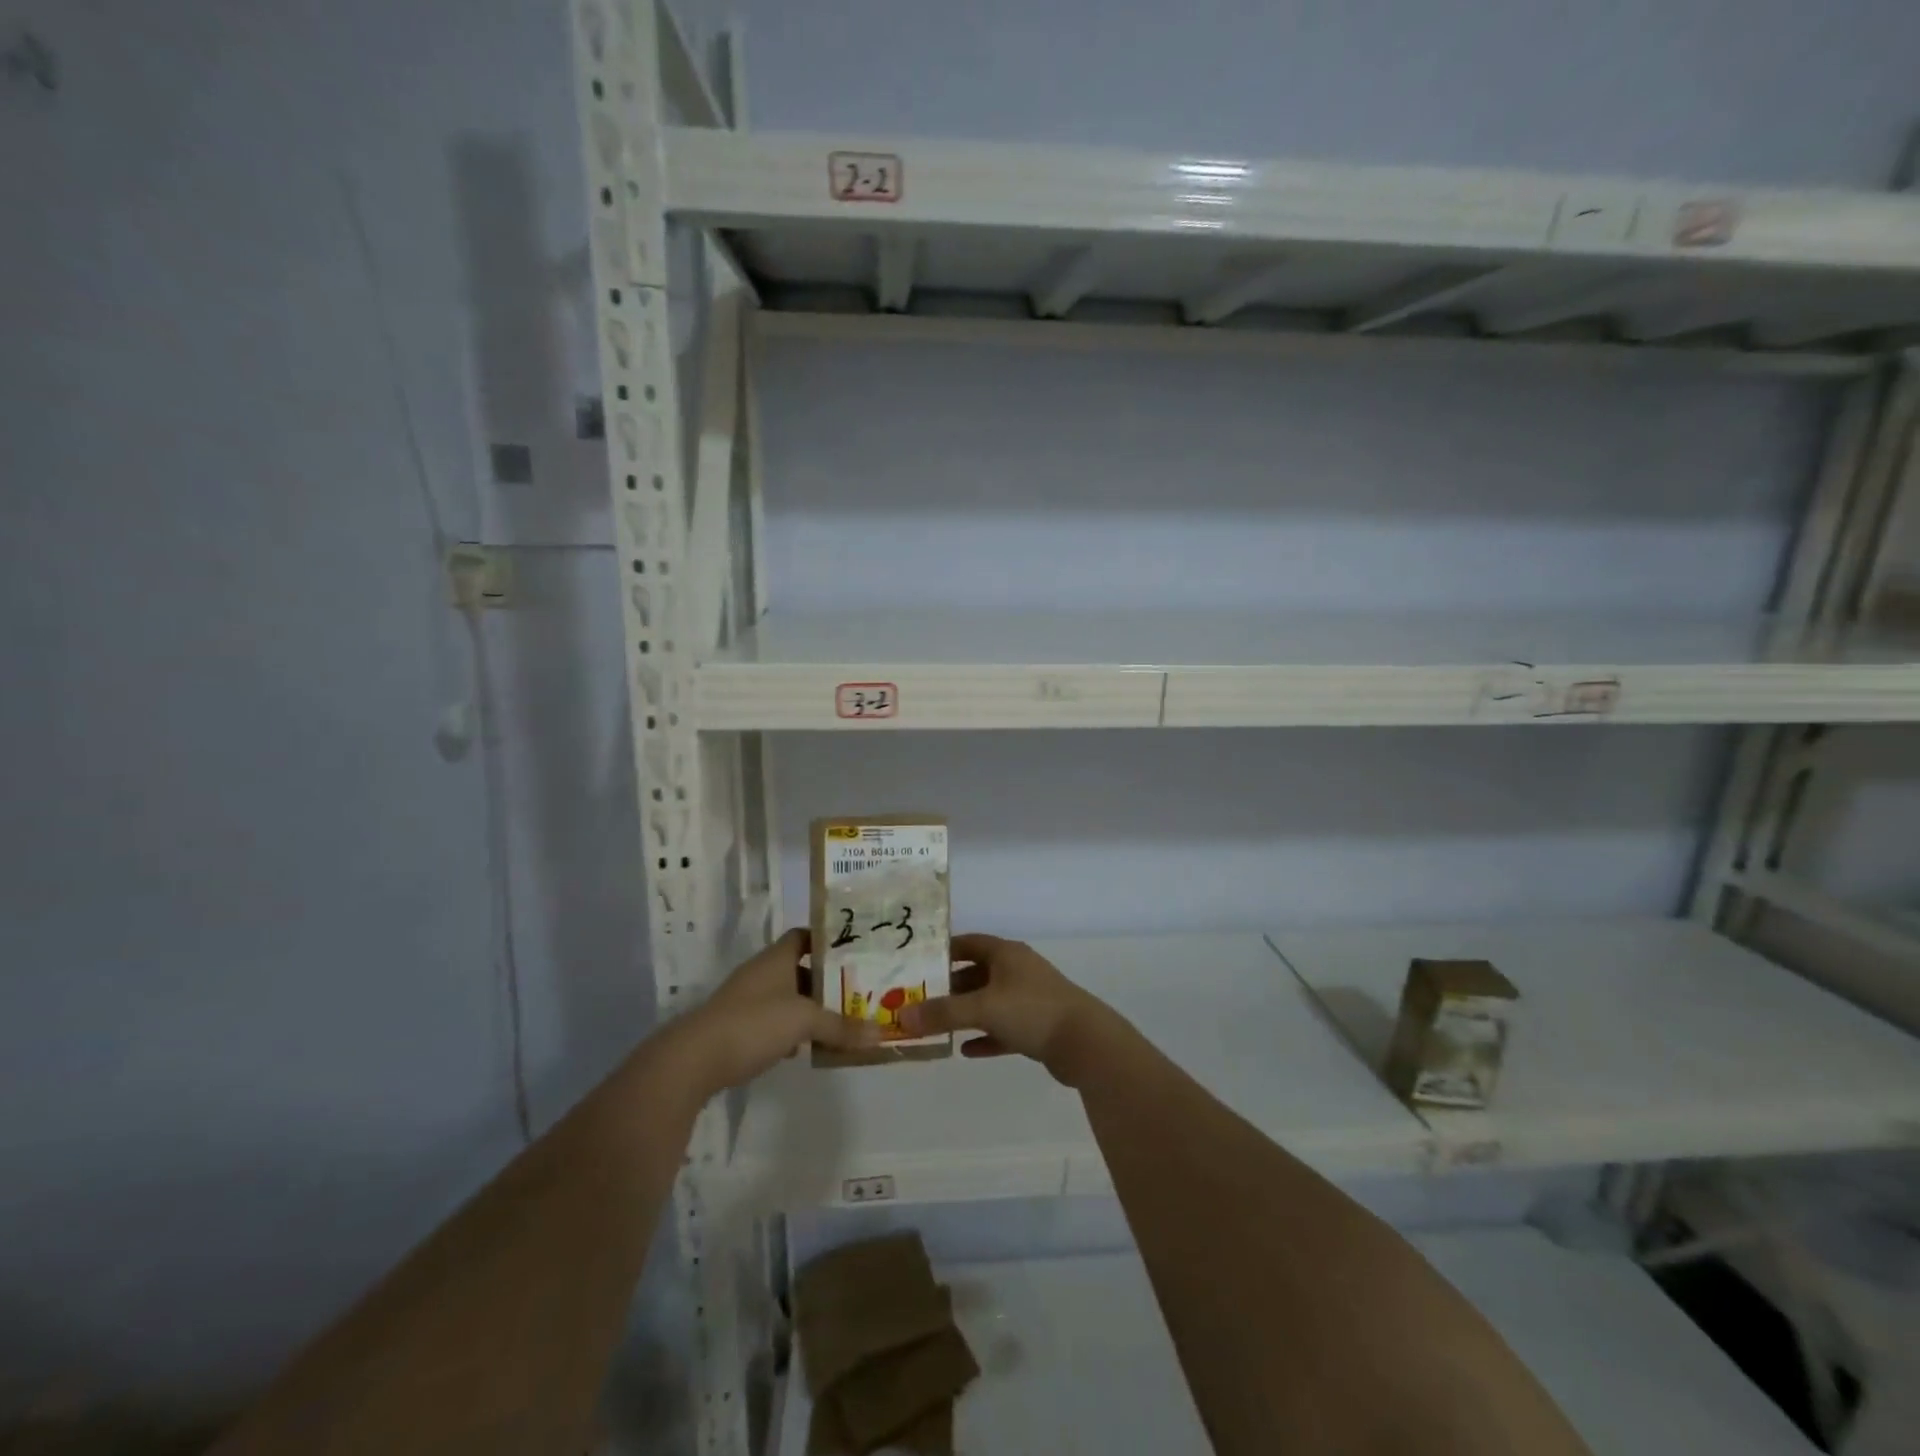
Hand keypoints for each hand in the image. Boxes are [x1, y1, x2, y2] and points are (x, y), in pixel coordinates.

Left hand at [675, 929, 878, 1094]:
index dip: (828, 940)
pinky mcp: (740, 1028)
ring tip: (844, 1019)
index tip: (856, 950)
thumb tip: (880, 1033)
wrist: (695, 1060)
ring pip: (790, 997)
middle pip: (801, 968)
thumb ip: (841, 1026)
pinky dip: (794, 1030)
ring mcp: (749, 1001)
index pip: (805, 935)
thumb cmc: (754, 1023)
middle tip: (860, 989)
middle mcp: (763, 973)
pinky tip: (810, 1046)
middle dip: (828, 980)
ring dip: (812, 1008)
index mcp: (777, 958)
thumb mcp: (805, 1021)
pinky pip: (776, 1022)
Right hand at [897, 934, 1121, 1085]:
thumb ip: (942, 1012)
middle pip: (976, 973)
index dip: (943, 951)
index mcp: (1006, 953)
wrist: (1085, 1043)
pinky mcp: (1037, 1027)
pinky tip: (966, 1051)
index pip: (968, 943)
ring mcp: (1029, 998)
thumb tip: (901, 1016)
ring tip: (936, 1025)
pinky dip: (986, 1036)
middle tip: (918, 1001)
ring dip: (966, 1013)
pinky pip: (1003, 1028)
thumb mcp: (982, 1008)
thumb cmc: (1031, 1011)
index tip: (916, 964)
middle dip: (949, 987)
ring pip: (989, 1002)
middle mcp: (1017, 970)